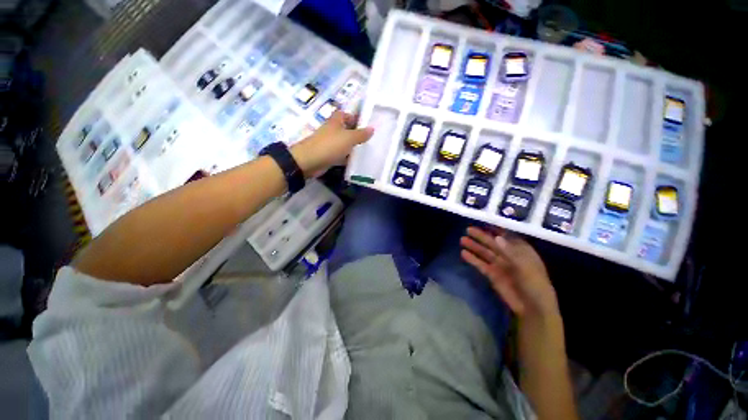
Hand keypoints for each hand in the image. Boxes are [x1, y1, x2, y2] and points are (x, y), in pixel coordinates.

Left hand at [291, 111, 373, 176]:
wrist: (311, 161)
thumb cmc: (330, 145)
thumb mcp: (349, 138)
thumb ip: (361, 134)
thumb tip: (372, 128)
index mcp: (336, 121)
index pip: (346, 114)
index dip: (356, 117)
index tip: (367, 124)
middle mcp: (332, 130)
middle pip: (346, 129)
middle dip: (357, 133)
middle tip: (371, 139)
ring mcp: (330, 144)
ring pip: (344, 143)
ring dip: (353, 146)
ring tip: (367, 150)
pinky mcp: (329, 155)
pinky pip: (341, 155)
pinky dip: (348, 157)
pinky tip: (358, 161)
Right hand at [460, 226, 558, 318]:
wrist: (533, 309)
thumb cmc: (535, 286)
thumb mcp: (526, 267)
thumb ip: (510, 252)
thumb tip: (497, 237)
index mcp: (521, 251)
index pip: (507, 237)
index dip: (496, 229)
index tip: (484, 222)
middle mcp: (509, 256)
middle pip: (493, 243)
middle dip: (481, 236)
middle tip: (468, 229)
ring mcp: (500, 265)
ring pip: (485, 253)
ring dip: (474, 246)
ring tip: (462, 239)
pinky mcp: (492, 275)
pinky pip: (481, 264)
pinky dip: (472, 259)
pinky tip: (463, 253)